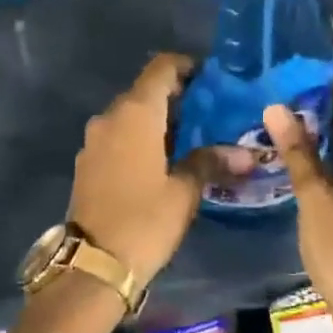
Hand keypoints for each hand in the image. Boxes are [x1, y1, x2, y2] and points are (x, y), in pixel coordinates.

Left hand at [67, 53, 205, 285]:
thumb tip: (245, 154)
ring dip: (158, 121)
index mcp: (135, 114)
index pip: (161, 68)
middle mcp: (110, 118)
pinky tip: (162, 162)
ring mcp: (94, 141)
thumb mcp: (184, 192)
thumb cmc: (144, 221)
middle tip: (210, 114)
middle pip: (145, 91)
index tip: (211, 79)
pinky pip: (118, 137)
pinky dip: (140, 139)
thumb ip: (210, 162)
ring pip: (131, 116)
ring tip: (191, 140)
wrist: (93, 265)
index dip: (187, 67)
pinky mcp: (87, 163)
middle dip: (177, 97)